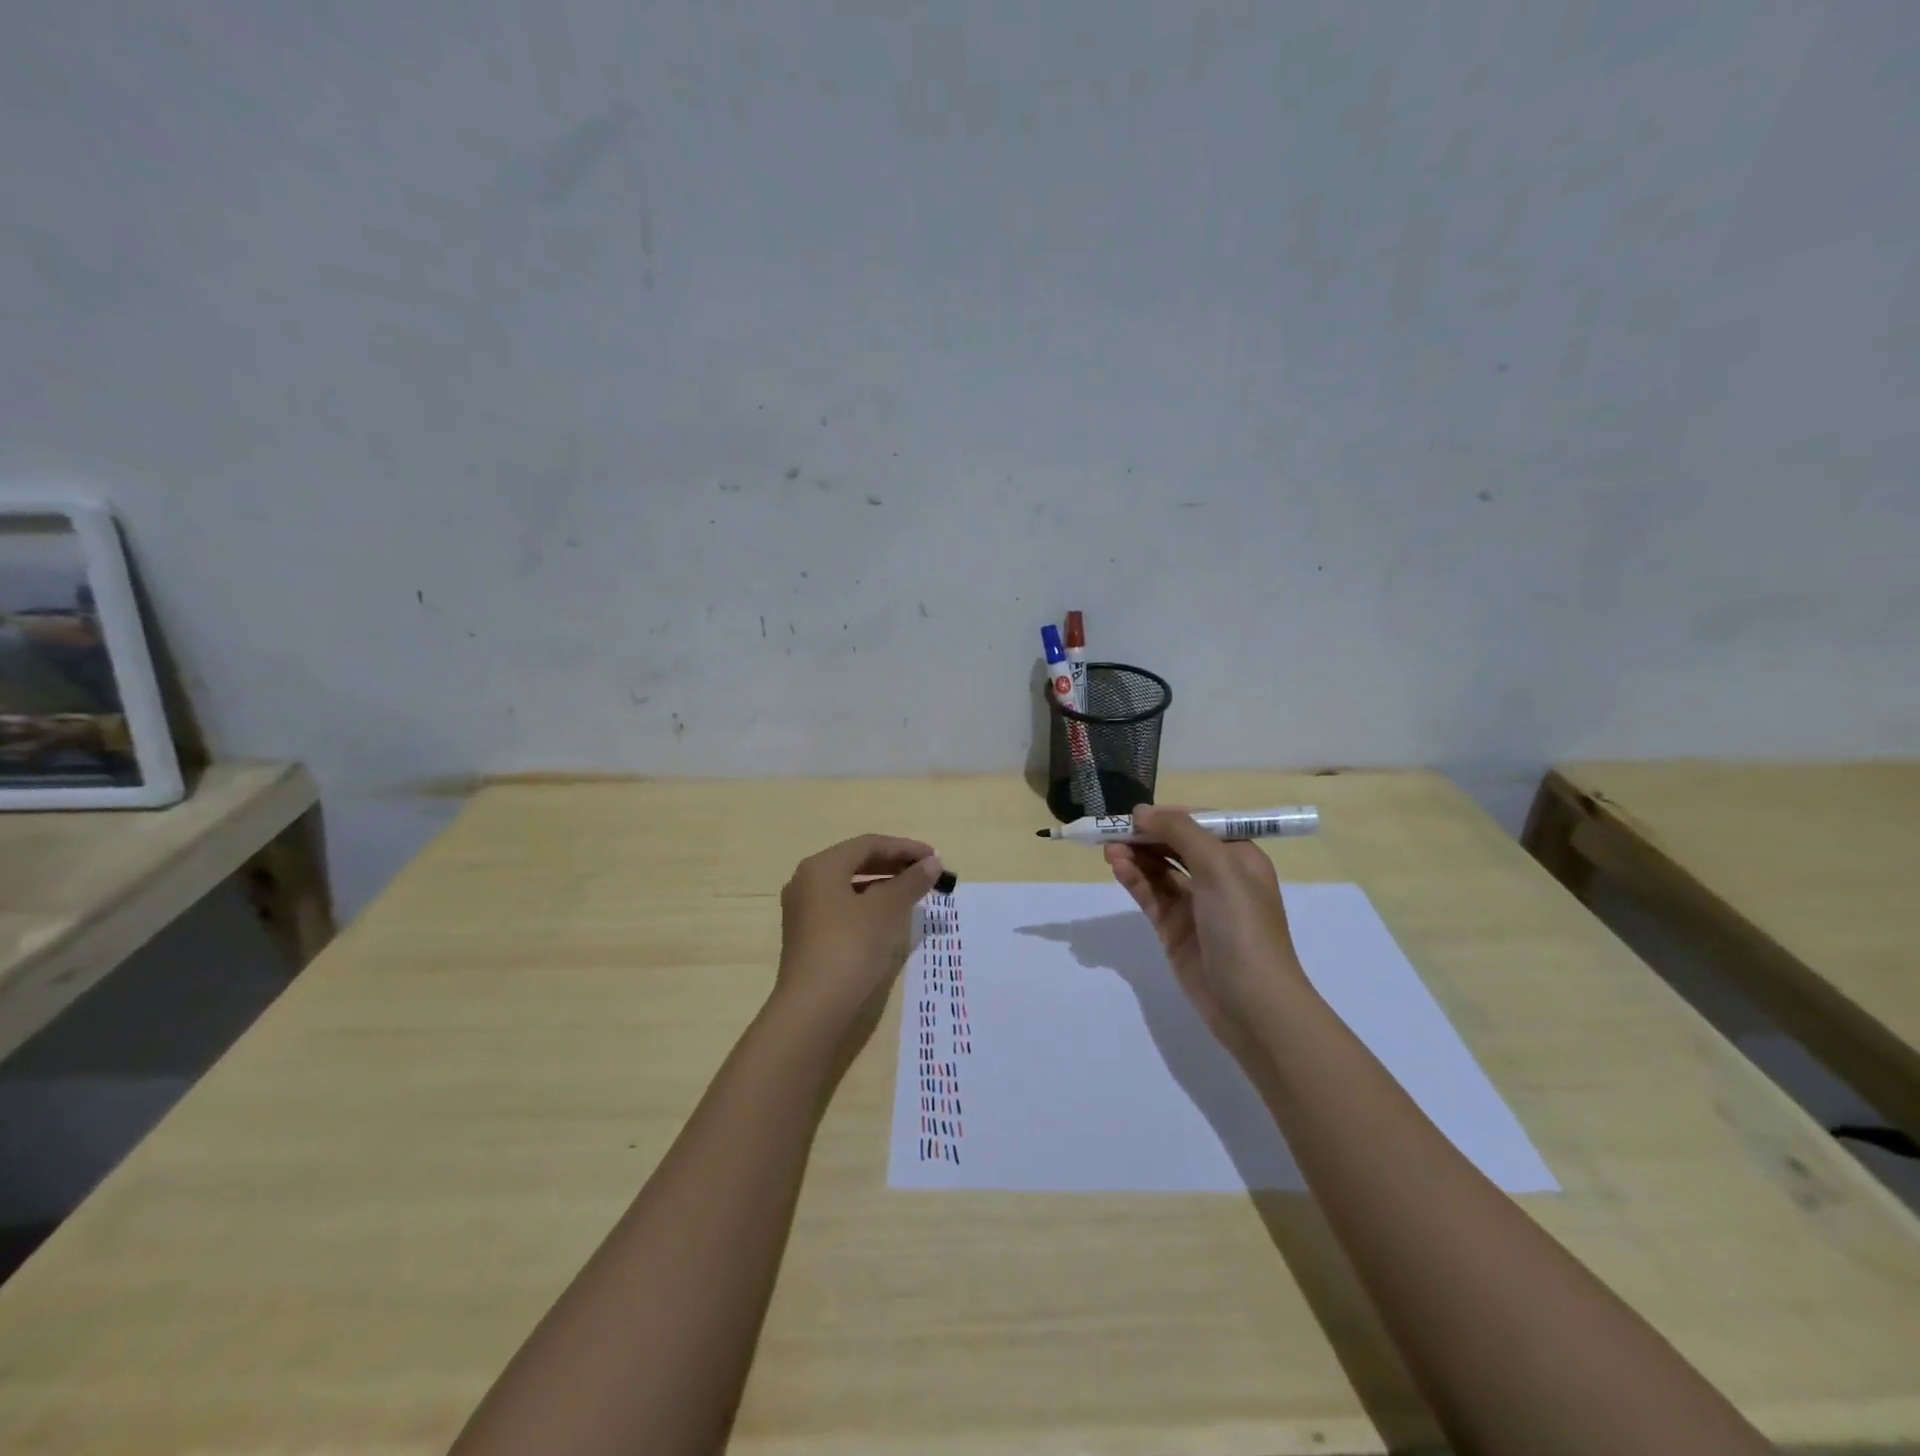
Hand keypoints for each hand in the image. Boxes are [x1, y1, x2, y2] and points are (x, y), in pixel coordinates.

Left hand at [775, 833, 943, 1030]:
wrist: (813, 1008)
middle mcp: (807, 881)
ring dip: (883, 885)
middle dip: (894, 865)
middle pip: (856, 862)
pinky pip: (843, 907)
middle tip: (927, 873)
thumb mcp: (887, 910)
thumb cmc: (851, 947)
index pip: (869, 844)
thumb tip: (932, 864)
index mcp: (821, 866)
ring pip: (850, 886)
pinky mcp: (807, 936)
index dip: (905, 848)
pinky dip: (868, 904)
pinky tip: (889, 918)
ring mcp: (803, 910)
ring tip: (913, 894)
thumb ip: (911, 882)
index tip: (935, 859)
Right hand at [1104, 805, 1305, 1055]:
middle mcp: (1218, 877)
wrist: (1252, 1004)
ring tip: (1109, 849)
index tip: (1136, 814)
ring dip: (1136, 856)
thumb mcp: (1219, 868)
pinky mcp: (1174, 929)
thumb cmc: (1243, 927)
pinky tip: (1118, 868)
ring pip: (1159, 870)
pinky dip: (1134, 879)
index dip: (1168, 816)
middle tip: (1112, 830)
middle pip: (1175, 845)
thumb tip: (1142, 811)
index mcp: (1239, 857)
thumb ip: (1180, 833)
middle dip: (1146, 836)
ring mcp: (1195, 905)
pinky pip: (1151, 895)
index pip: (1199, 824)